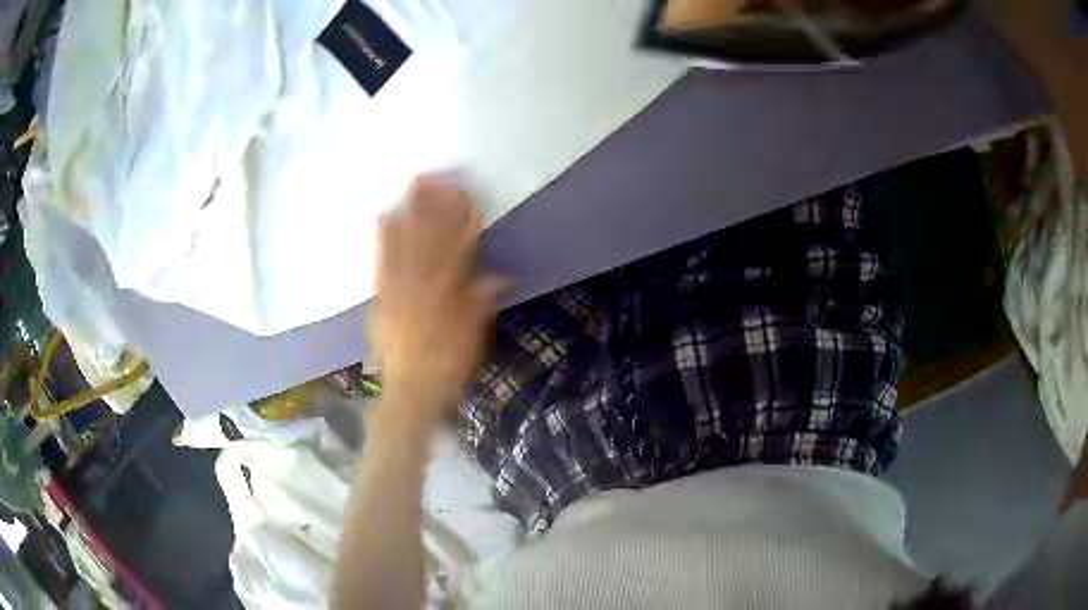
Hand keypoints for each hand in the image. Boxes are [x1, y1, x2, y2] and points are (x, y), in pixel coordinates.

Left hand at [369, 176, 505, 424]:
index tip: (469, 198)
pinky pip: (381, 264)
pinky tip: (382, 219)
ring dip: (409, 214)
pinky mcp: (380, 298)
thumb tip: (498, 277)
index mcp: (447, 299)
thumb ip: (480, 305)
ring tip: (411, 187)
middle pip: (430, 242)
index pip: (460, 254)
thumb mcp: (472, 340)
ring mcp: (396, 292)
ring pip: (404, 247)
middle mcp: (420, 289)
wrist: (409, 393)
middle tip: (436, 177)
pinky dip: (383, 240)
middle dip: (434, 207)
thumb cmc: (446, 368)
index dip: (464, 224)